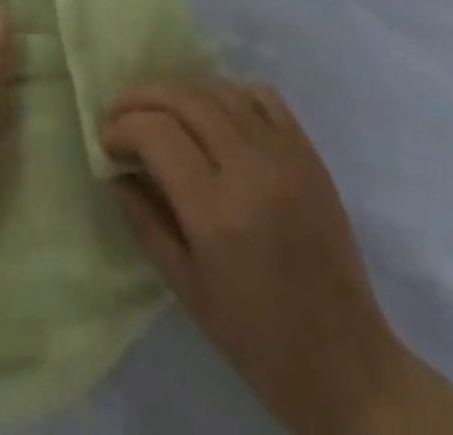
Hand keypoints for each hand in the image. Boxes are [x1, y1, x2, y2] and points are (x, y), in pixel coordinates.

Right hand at [104, 80, 451, 434]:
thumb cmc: (257, 337)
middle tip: (121, 113)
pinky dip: (230, 94)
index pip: (156, 134)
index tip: (107, 140)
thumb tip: (114, 174)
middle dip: (143, 98)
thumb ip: (145, 222)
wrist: (346, 362)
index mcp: (216, 211)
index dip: (123, 127)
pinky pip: (263, 97)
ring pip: (220, 91)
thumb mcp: (186, 287)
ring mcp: (285, 155)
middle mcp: (250, 169)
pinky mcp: (309, 153)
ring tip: (162, 112)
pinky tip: (215, 114)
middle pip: (185, 100)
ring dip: (182, 93)